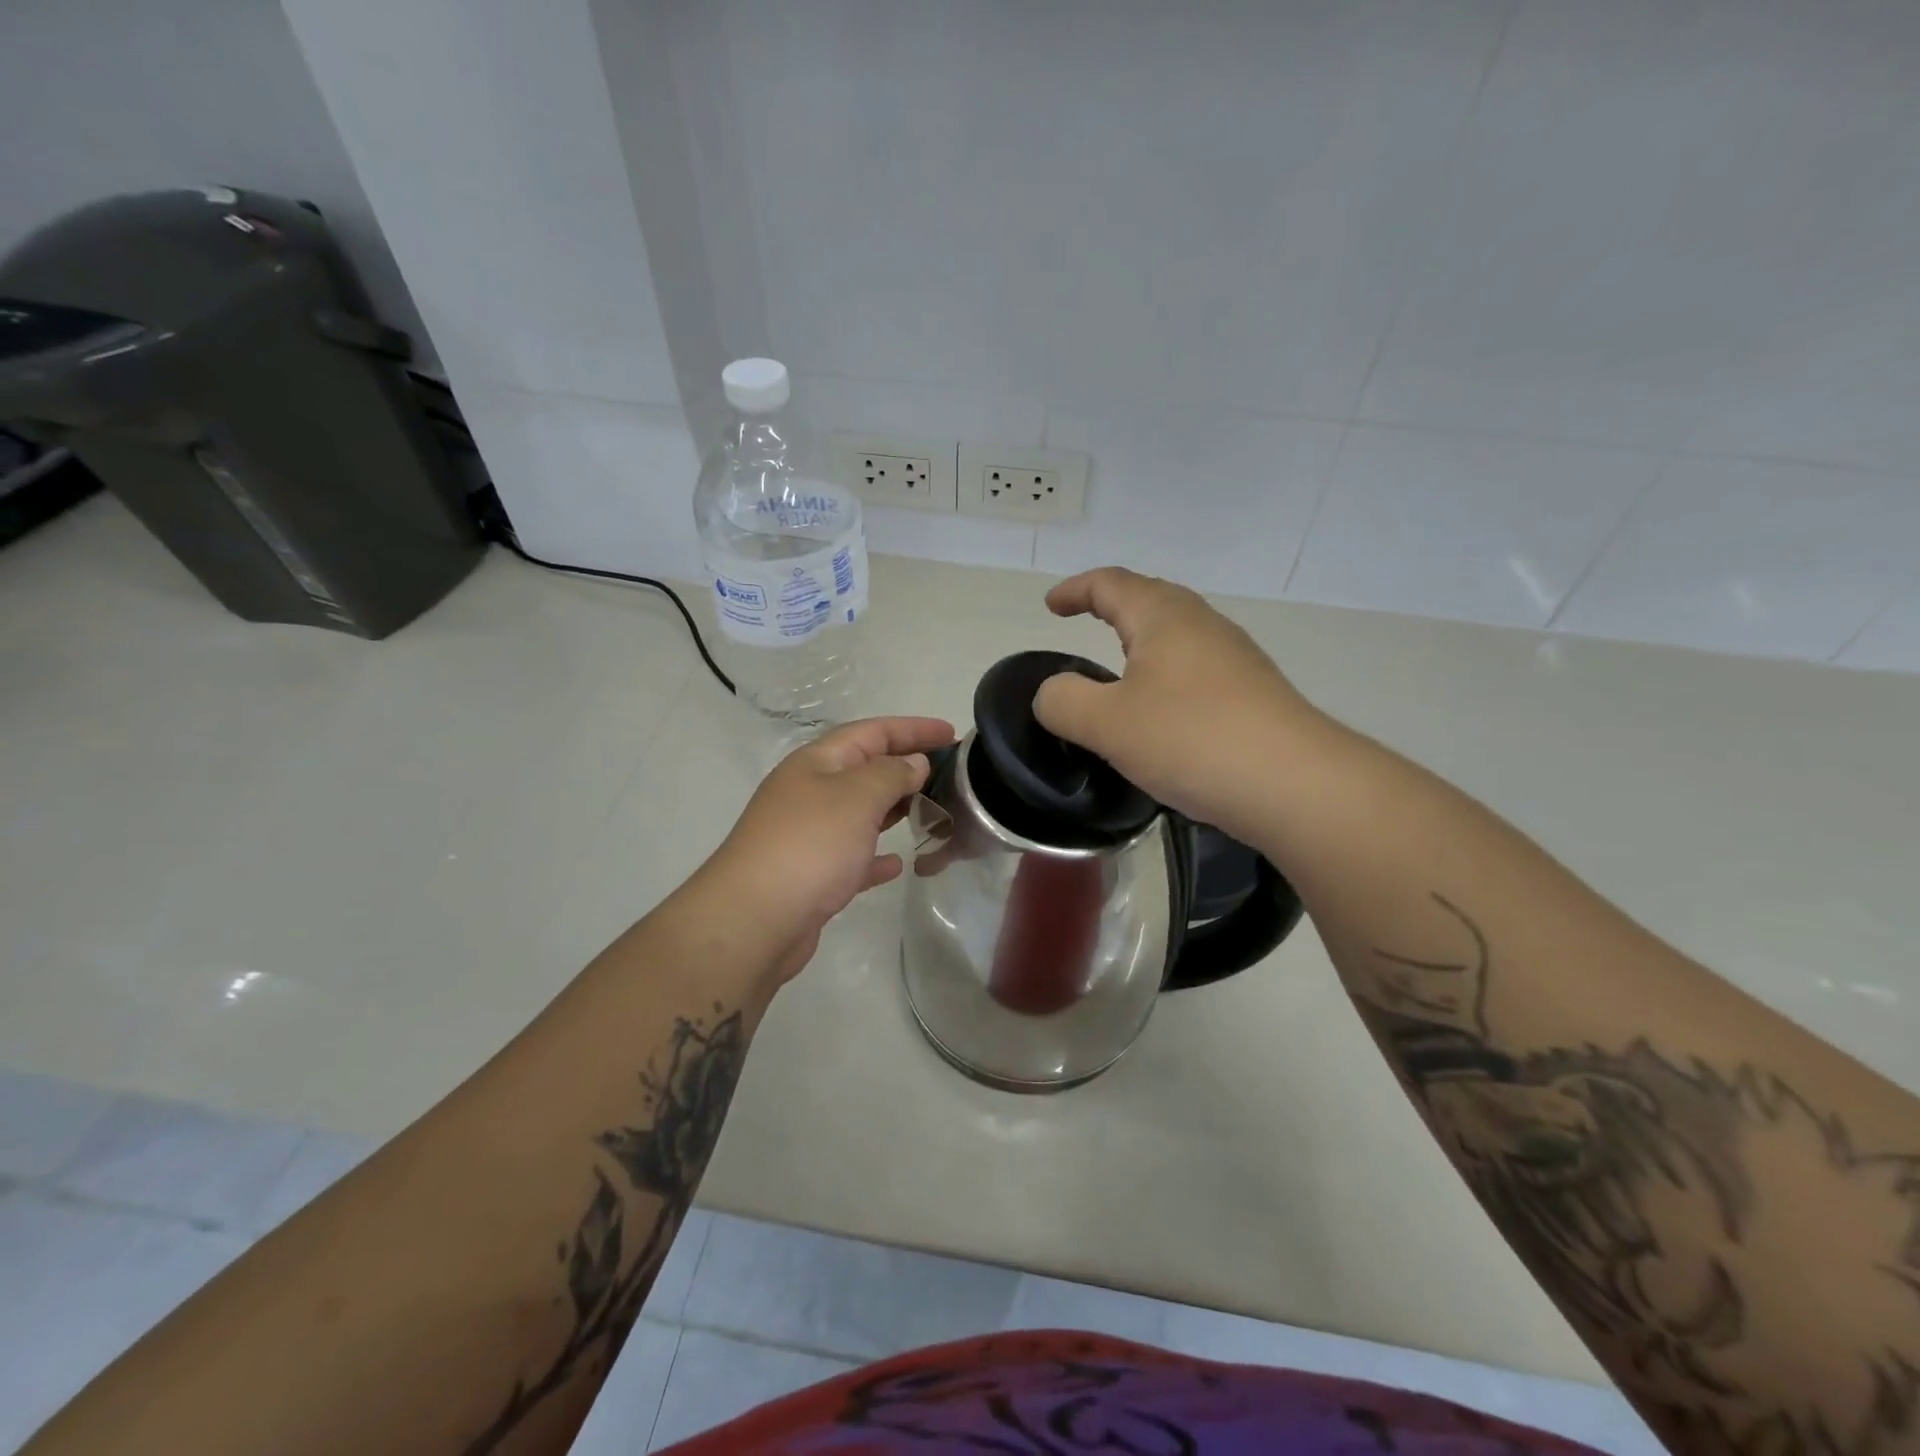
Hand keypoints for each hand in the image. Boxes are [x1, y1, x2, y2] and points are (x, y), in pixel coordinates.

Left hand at [703, 716, 954, 982]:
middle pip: (865, 769)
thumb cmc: (810, 846)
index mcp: (817, 763)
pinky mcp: (811, 876)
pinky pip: (852, 856)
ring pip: (860, 812)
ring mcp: (808, 835)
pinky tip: (898, 864)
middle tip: (950, 774)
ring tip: (932, 810)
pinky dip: (876, 855)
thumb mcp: (857, 797)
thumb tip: (913, 763)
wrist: (753, 921)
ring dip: (894, 808)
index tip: (951, 733)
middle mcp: (809, 792)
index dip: (912, 729)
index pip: (871, 732)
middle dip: (906, 766)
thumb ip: (891, 774)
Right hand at [1033, 567, 1333, 841]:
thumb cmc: (1191, 739)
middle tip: (1082, 623)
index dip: (1075, 590)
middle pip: (1150, 600)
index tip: (1051, 606)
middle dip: (1112, 607)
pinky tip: (1162, 714)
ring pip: (1178, 636)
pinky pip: (1197, 671)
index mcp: (1164, 617)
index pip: (1111, 584)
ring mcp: (1235, 659)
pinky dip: (1166, 677)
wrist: (1295, 784)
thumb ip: (1064, 702)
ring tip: (1118, 670)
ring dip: (1142, 643)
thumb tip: (1054, 693)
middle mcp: (1203, 626)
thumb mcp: (1106, 723)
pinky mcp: (1253, 695)